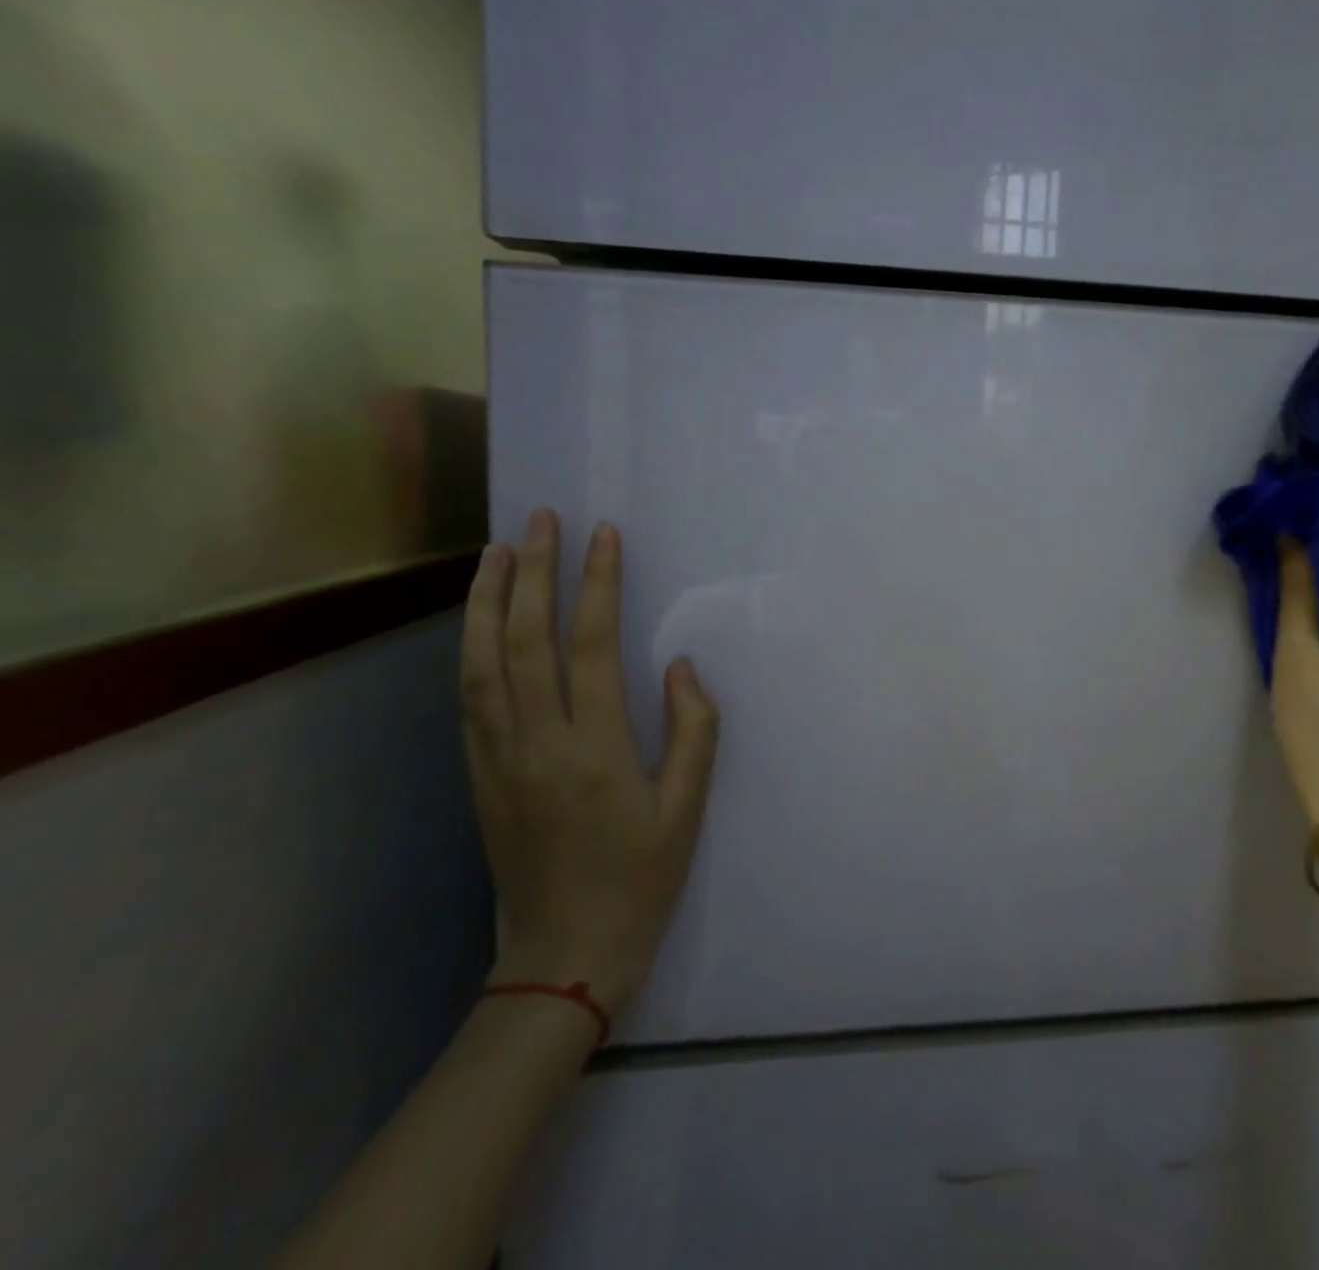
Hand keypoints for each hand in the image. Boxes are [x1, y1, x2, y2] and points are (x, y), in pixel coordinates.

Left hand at [461, 509, 719, 1011]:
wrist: (564, 955)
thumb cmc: (640, 880)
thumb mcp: (687, 810)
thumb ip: (692, 731)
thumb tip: (680, 666)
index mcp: (594, 749)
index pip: (591, 645)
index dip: (597, 584)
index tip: (603, 536)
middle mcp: (537, 743)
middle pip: (525, 640)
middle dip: (533, 572)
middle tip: (540, 519)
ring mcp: (498, 759)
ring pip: (482, 663)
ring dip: (486, 601)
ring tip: (497, 551)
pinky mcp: (479, 776)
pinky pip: (469, 699)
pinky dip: (470, 649)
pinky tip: (478, 622)